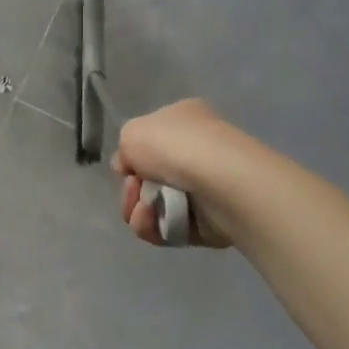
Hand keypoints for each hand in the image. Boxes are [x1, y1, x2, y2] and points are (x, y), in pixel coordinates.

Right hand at [112, 98, 247, 249]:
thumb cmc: (177, 146)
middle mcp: (196, 151)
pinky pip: (169, 227)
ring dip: (139, 210)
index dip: (131, 157)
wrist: (223, 181)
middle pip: (148, 178)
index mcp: (183, 121)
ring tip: (144, 210)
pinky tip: (152, 222)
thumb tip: (130, 169)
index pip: (149, 141)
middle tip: (134, 191)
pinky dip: (154, 227)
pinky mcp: (208, 221)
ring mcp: (204, 188)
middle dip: (132, 189)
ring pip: (155, 205)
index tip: (126, 168)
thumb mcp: (132, 132)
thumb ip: (124, 150)